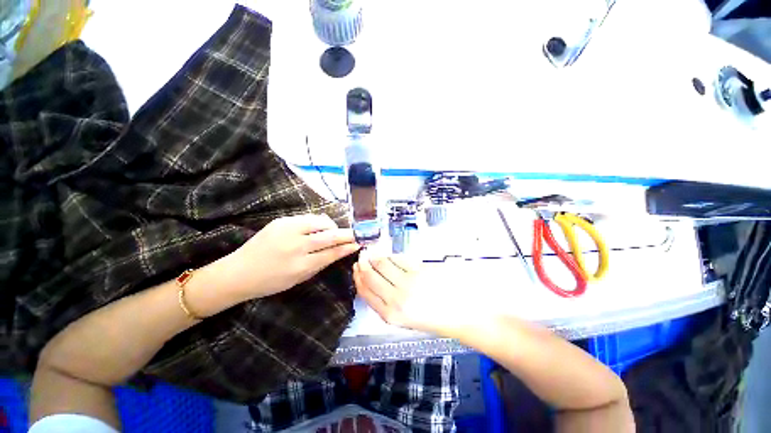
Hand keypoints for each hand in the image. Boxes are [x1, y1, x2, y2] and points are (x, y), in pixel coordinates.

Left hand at [225, 214, 360, 299]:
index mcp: (301, 265)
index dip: (348, 246)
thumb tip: (340, 250)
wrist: (239, 271)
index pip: (332, 252)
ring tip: (334, 231)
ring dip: (332, 226)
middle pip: (330, 236)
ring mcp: (288, 230)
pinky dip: (319, 222)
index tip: (359, 243)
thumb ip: (321, 263)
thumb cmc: (271, 281)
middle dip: (347, 234)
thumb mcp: (299, 279)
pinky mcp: (282, 220)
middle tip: (356, 233)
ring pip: (321, 222)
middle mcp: (296, 246)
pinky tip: (319, 228)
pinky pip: (309, 218)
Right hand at [354, 254, 488, 337]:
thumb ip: (390, 302)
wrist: (464, 314)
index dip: (358, 277)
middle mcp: (395, 299)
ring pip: (384, 264)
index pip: (365, 291)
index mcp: (391, 315)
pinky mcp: (419, 271)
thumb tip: (378, 281)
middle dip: (364, 263)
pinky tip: (393, 256)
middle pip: (371, 275)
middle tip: (363, 256)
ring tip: (376, 253)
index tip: (356, 267)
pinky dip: (393, 256)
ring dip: (378, 257)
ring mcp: (407, 283)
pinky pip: (400, 259)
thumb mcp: (407, 318)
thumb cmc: (436, 318)